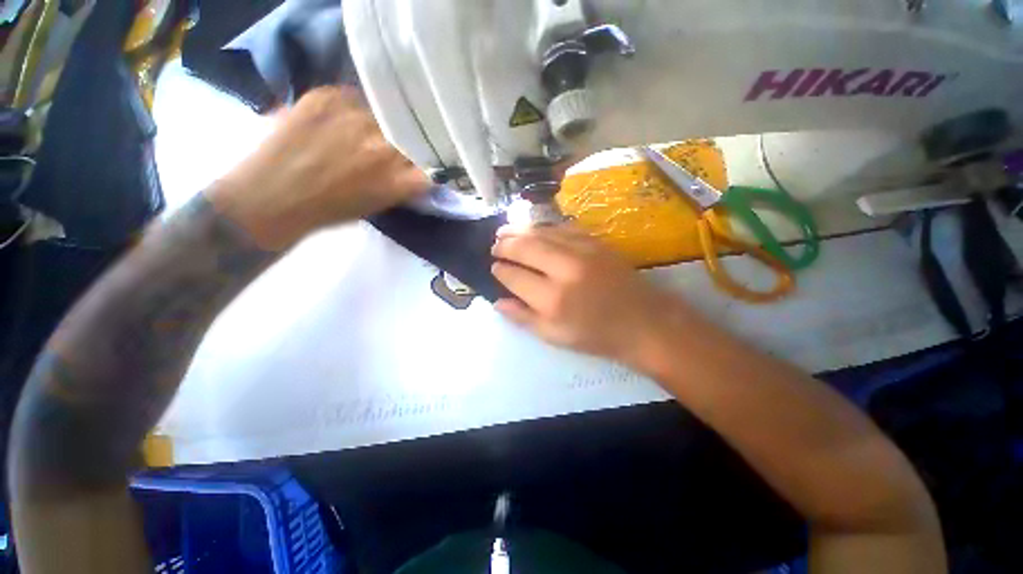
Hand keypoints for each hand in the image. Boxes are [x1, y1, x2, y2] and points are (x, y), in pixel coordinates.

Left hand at [210, 87, 429, 249]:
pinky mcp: (325, 98)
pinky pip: (351, 96)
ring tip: (356, 133)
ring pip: (382, 114)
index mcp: (398, 180)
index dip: (424, 161)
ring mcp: (354, 119)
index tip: (419, 162)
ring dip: (376, 124)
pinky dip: (349, 108)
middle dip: (402, 142)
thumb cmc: (327, 211)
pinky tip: (336, 122)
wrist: (268, 198)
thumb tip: (417, 169)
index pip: (429, 163)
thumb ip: (403, 185)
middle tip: (386, 147)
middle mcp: (382, 147)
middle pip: (408, 136)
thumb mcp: (378, 205)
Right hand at [491, 224, 692, 364]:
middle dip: (505, 245)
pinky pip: (563, 228)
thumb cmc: (596, 335)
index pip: (515, 277)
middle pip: (526, 248)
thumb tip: (497, 301)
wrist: (643, 322)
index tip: (494, 268)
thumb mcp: (555, 336)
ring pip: (542, 233)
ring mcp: (583, 251)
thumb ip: (523, 318)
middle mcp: (565, 270)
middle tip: (494, 245)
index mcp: (553, 300)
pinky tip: (534, 229)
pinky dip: (544, 227)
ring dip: (520, 230)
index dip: (501, 271)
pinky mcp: (597, 242)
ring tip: (504, 230)